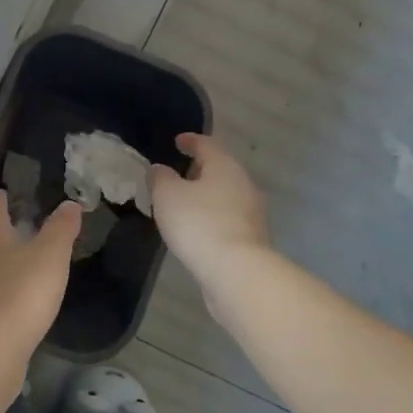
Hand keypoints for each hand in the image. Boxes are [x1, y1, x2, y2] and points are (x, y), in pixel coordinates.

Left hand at [0, 190, 80, 354]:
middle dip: (4, 231)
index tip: (7, 192)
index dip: (2, 198)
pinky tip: (18, 301)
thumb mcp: (51, 254)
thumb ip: (61, 228)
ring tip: (25, 263)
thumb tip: (70, 203)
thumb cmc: (21, 293)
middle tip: (25, 226)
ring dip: (3, 263)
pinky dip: (4, 292)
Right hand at [150, 133, 270, 298]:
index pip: (207, 144)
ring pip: (225, 194)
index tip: (178, 141)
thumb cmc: (199, 224)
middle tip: (178, 173)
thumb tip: (161, 169)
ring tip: (184, 202)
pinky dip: (212, 215)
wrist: (236, 271)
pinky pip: (227, 217)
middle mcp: (243, 183)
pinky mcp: (251, 237)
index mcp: (225, 166)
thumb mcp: (168, 196)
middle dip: (200, 169)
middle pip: (220, 169)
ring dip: (206, 194)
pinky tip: (197, 227)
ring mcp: (251, 212)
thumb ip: (161, 178)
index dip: (190, 141)